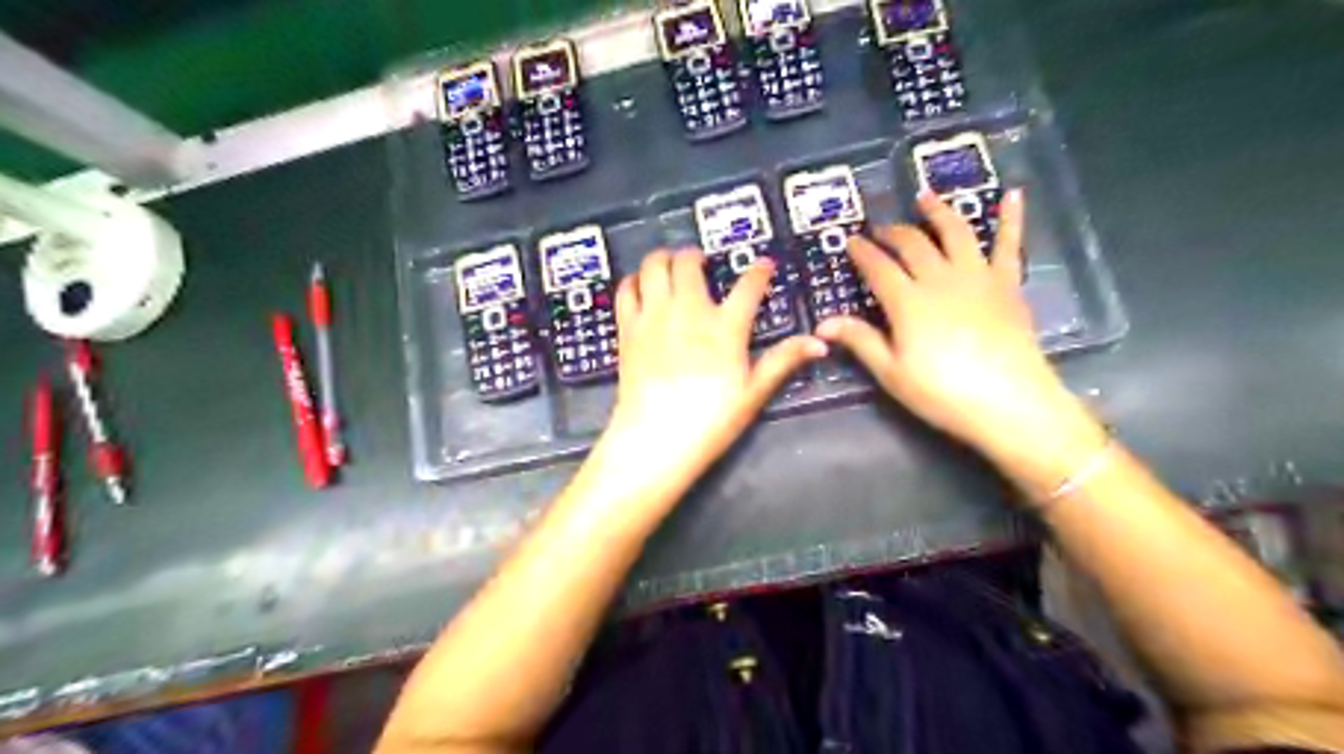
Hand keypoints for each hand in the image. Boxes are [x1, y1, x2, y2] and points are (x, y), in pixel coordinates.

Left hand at [590, 250, 824, 500]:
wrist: (658, 436)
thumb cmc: (711, 418)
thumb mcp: (754, 391)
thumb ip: (784, 360)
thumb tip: (819, 343)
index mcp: (725, 326)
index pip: (749, 286)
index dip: (759, 271)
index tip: (764, 265)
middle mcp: (688, 310)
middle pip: (688, 262)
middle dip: (695, 255)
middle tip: (700, 262)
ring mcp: (654, 315)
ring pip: (654, 265)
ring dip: (663, 258)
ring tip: (670, 265)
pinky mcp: (629, 327)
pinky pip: (626, 290)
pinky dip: (634, 280)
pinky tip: (640, 285)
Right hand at [819, 191, 1103, 468]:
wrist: (1009, 403)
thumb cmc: (942, 393)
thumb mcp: (891, 372)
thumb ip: (860, 341)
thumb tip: (822, 324)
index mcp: (908, 301)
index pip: (878, 267)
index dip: (862, 252)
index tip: (850, 241)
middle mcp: (940, 278)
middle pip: (913, 244)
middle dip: (893, 232)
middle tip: (880, 228)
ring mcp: (977, 276)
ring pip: (955, 232)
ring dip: (938, 212)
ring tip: (925, 197)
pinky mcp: (1008, 284)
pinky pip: (1009, 244)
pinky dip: (1011, 218)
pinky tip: (1013, 195)